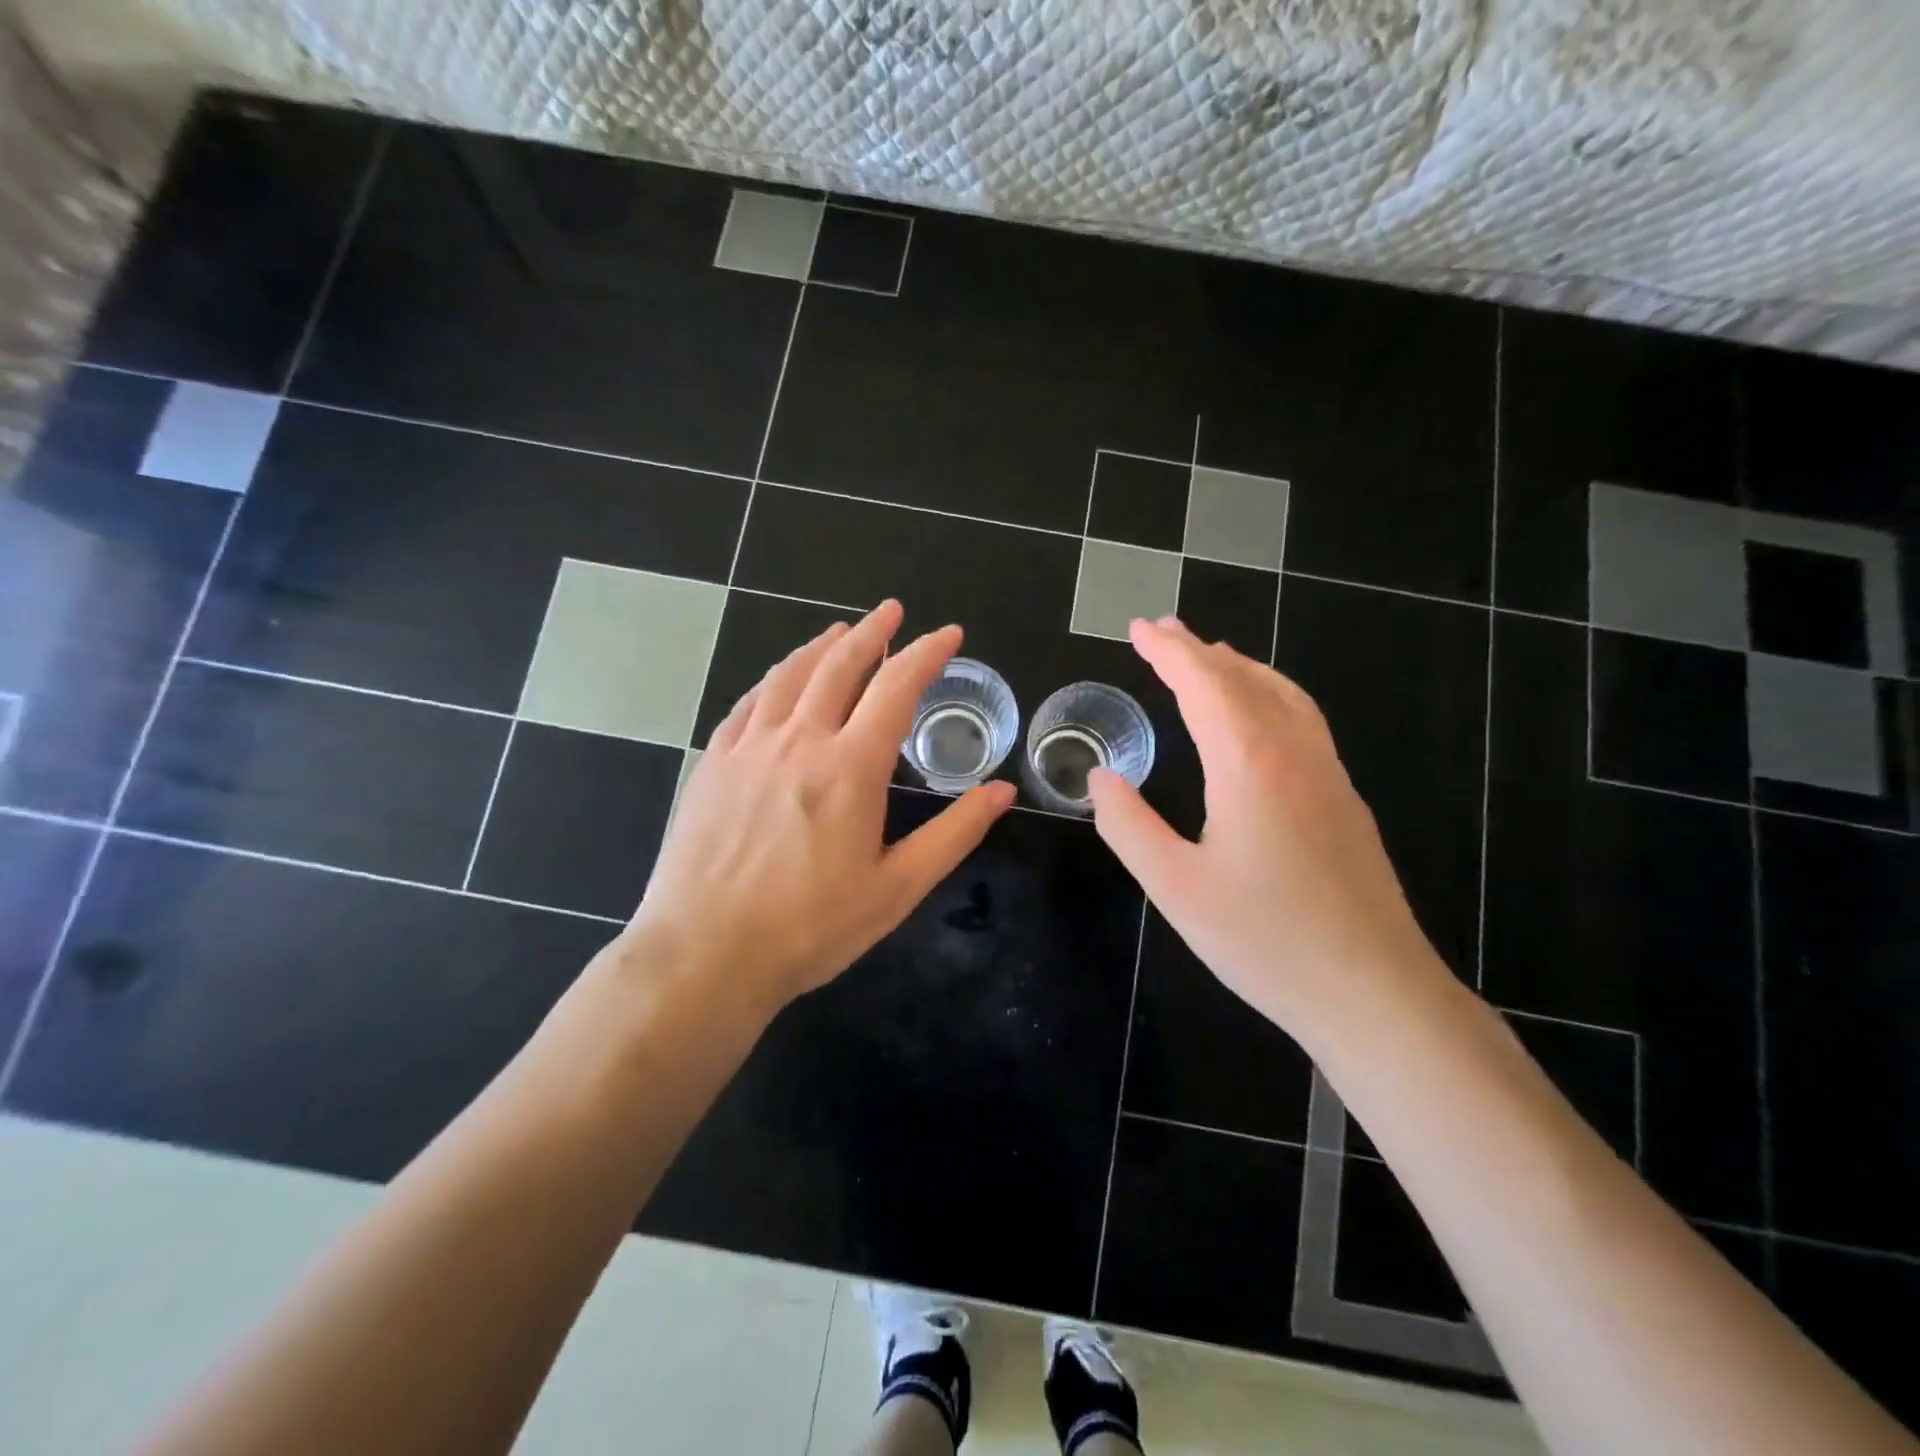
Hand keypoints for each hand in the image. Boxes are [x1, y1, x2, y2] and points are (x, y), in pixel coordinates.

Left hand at [626, 600, 1015, 1016]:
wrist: (704, 954)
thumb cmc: (810, 928)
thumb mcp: (897, 888)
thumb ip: (954, 833)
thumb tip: (1001, 792)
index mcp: (850, 767)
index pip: (896, 687)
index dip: (926, 653)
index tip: (948, 634)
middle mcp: (798, 741)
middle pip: (839, 665)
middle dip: (872, 632)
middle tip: (892, 611)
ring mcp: (748, 748)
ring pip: (788, 675)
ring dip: (820, 647)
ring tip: (841, 633)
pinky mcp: (712, 763)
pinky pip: (748, 703)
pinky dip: (773, 680)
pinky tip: (779, 681)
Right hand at [1087, 617, 1449, 1039]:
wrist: (1374, 992)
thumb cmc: (1266, 940)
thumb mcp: (1175, 887)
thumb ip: (1129, 826)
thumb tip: (1100, 777)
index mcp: (1249, 764)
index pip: (1205, 684)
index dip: (1169, 652)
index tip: (1139, 628)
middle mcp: (1294, 754)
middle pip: (1245, 680)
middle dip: (1199, 650)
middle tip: (1162, 632)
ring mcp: (1329, 776)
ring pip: (1284, 696)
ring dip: (1241, 668)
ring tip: (1211, 658)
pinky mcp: (1345, 802)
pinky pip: (1303, 722)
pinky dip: (1270, 695)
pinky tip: (1261, 718)